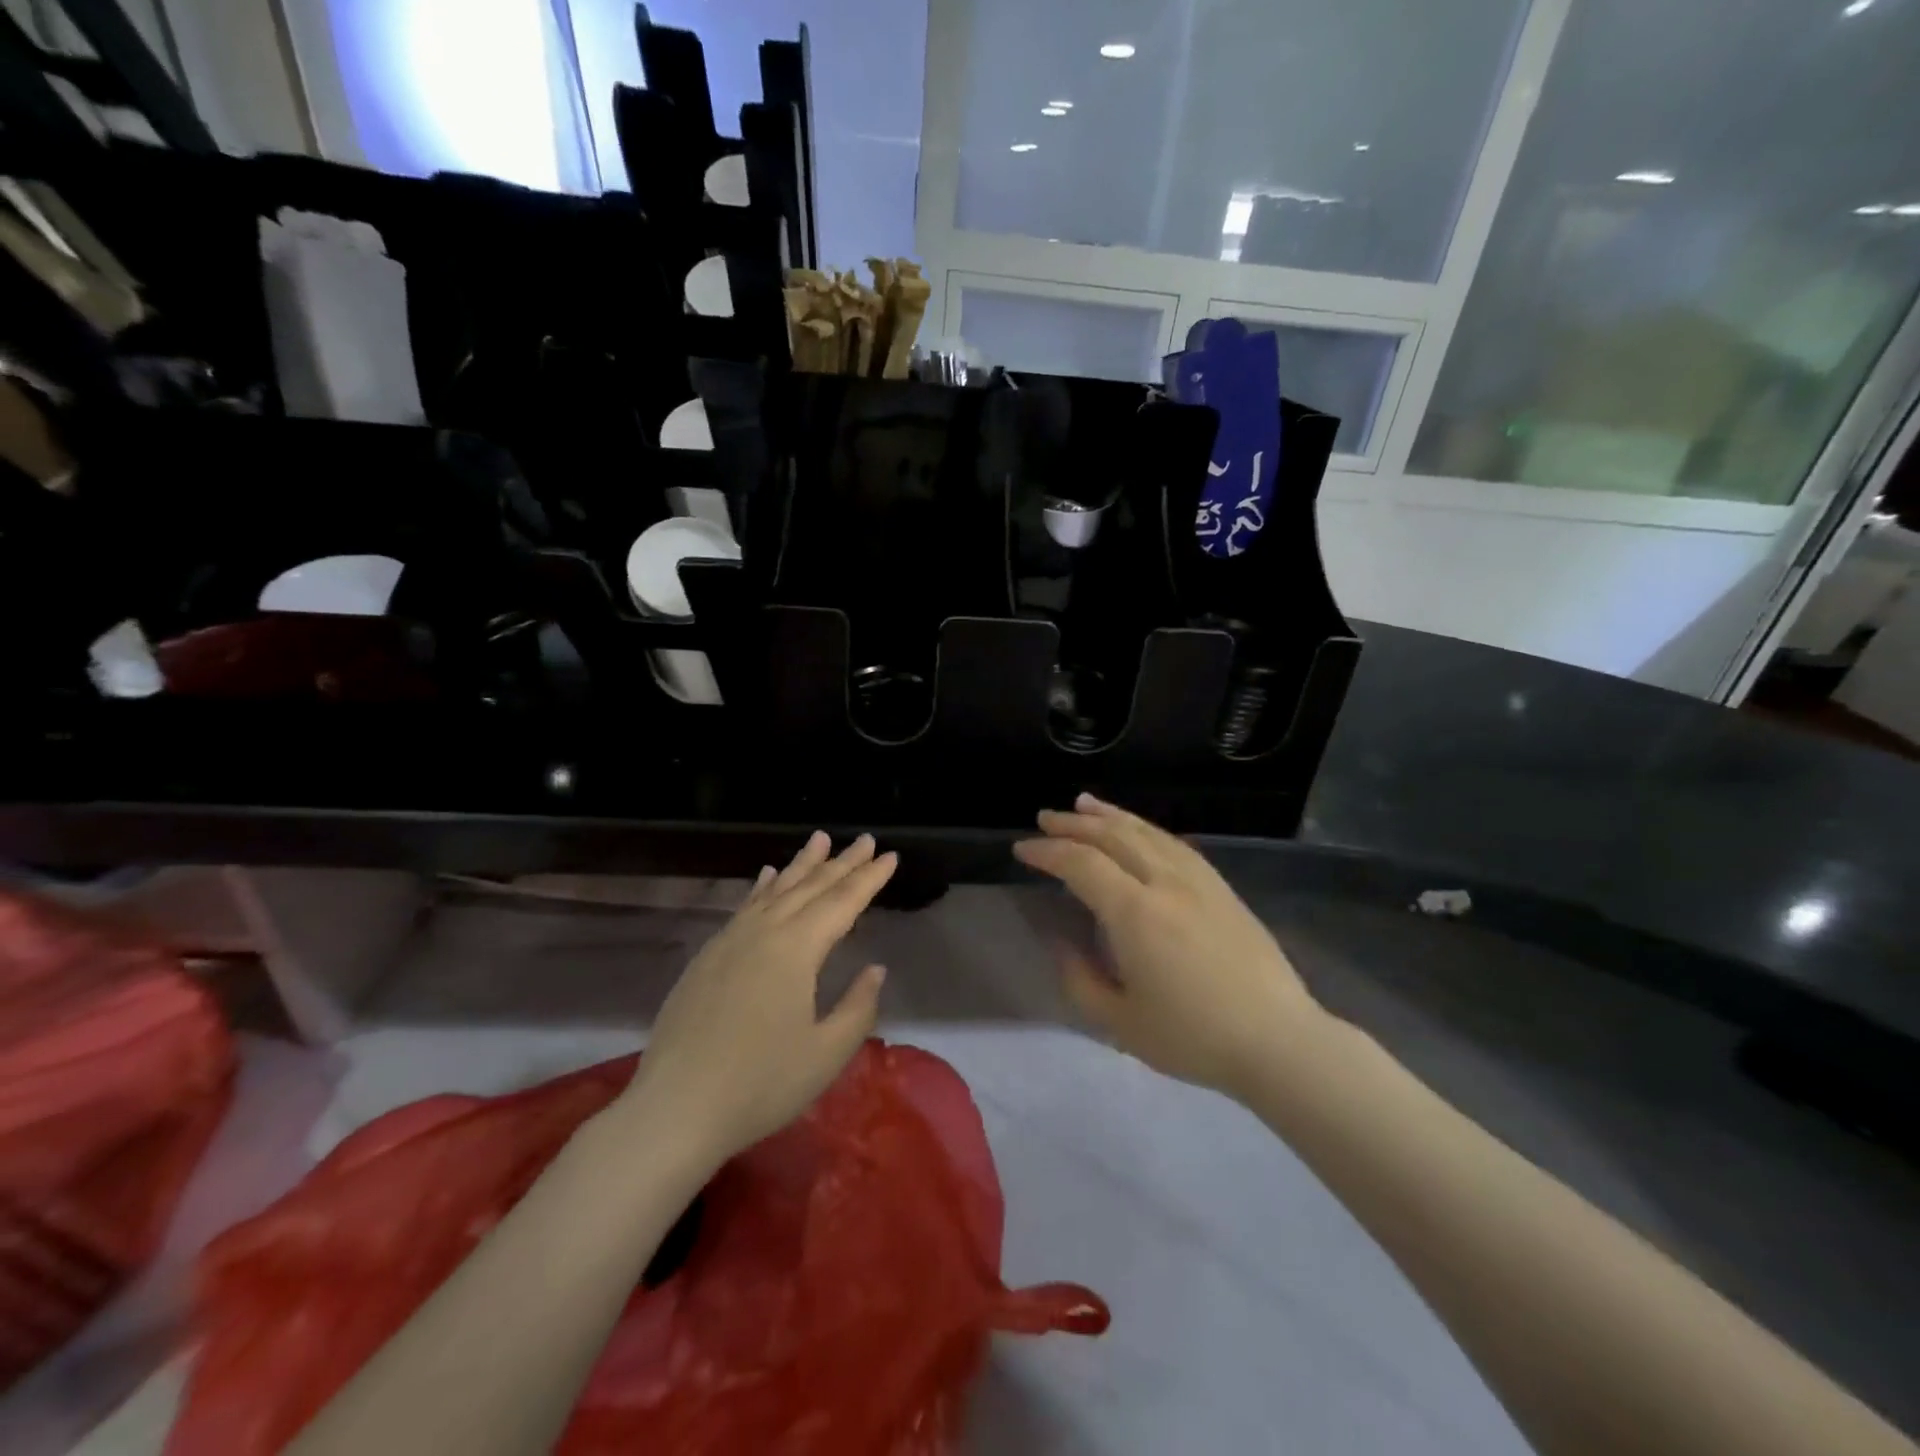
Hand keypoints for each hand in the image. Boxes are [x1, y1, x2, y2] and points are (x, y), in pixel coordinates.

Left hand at [618, 832, 896, 1164]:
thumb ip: (858, 1006)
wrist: (675, 1110)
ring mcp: (730, 941)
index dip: (869, 878)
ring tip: (819, 838)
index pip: (842, 902)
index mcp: (796, 950)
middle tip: (864, 838)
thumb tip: (875, 969)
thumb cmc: (760, 1085)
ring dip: (801, 864)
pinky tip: (768, 874)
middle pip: (810, 887)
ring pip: (775, 890)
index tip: (890, 855)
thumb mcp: (826, 1053)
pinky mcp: (708, 956)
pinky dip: (762, 886)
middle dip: (841, 862)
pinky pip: (745, 906)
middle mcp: (764, 932)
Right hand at [1014, 794, 1322, 1097]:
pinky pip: (1174, 843)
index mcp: (1135, 913)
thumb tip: (1062, 943)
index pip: (1081, 864)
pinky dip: (1146, 828)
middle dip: (1073, 823)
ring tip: (1083, 803)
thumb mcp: (1120, 1024)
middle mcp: (1164, 882)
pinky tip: (1137, 829)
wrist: (1278, 1041)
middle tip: (1045, 818)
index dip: (1047, 852)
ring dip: (1109, 815)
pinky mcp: (1220, 887)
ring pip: (1145, 832)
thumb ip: (1080, 980)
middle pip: (1112, 836)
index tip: (1022, 850)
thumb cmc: (1193, 1038)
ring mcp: (1198, 880)